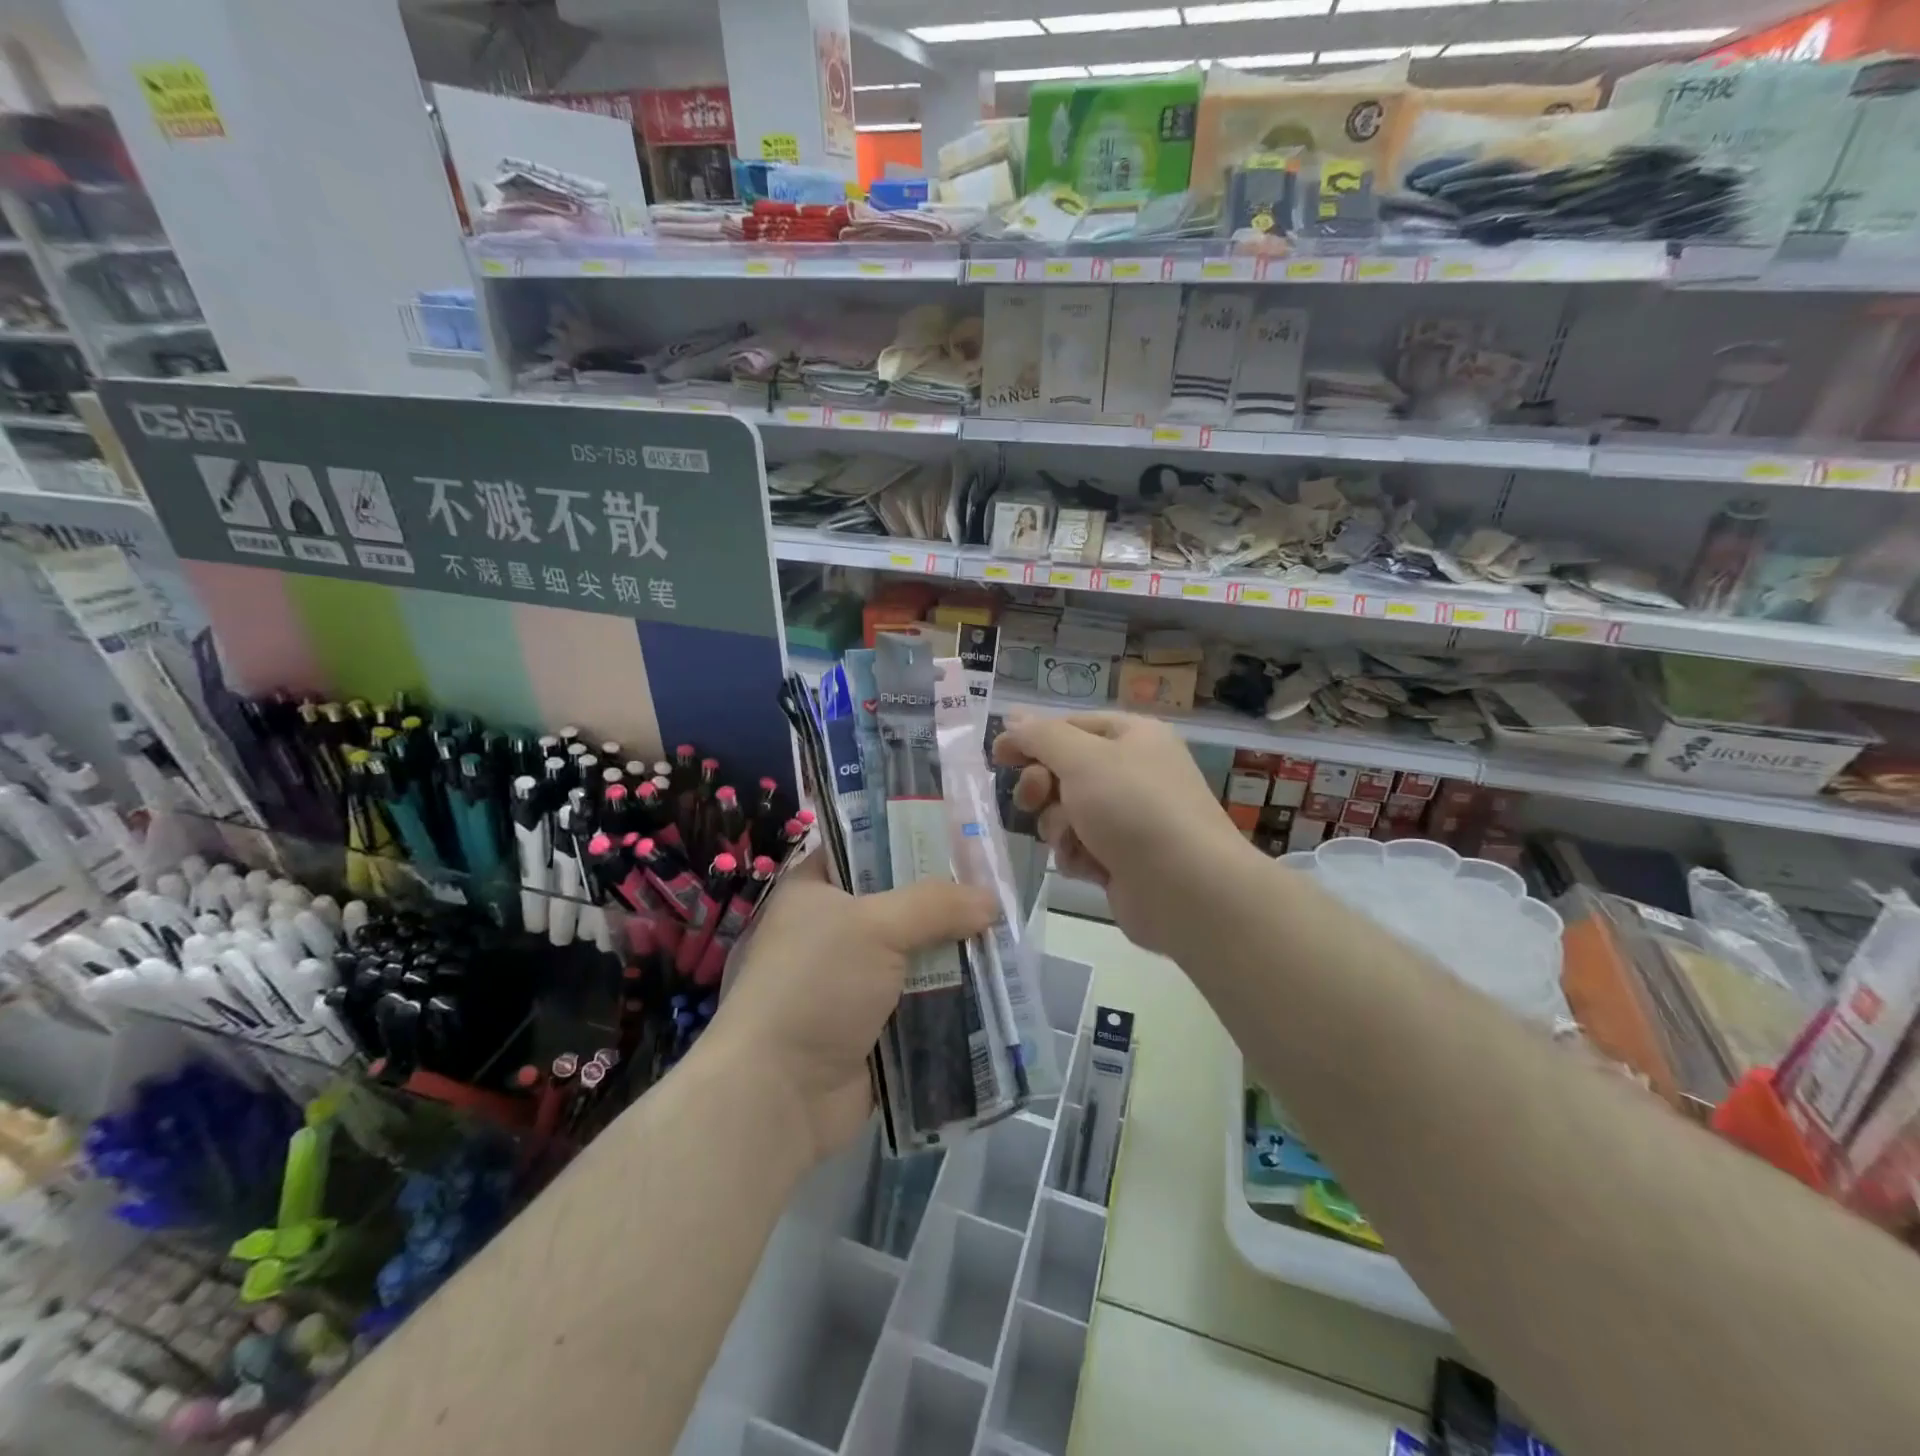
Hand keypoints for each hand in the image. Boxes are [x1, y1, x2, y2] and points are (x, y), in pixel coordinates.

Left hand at [703, 856, 995, 1162]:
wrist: (779, 1093)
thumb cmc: (815, 986)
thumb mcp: (875, 927)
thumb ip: (935, 905)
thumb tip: (990, 901)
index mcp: (816, 890)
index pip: (866, 848)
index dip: (912, 840)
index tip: (962, 840)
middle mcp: (833, 930)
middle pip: (902, 904)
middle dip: (948, 903)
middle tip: (999, 892)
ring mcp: (853, 981)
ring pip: (916, 955)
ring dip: (956, 954)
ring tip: (1009, 939)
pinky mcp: (874, 1026)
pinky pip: (922, 1002)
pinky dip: (952, 998)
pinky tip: (996, 988)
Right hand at [992, 711, 1255, 955]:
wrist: (1187, 889)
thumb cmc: (1134, 809)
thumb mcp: (1082, 759)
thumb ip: (1041, 736)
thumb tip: (1013, 718)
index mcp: (1133, 736)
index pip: (1070, 726)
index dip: (1031, 738)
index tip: (998, 756)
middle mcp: (1133, 772)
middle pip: (1064, 770)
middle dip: (1043, 787)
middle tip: (1033, 800)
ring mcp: (1129, 818)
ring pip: (1066, 812)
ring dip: (1059, 826)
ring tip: (1073, 840)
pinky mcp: (1122, 858)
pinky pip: (1080, 847)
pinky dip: (1077, 855)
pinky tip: (1090, 867)